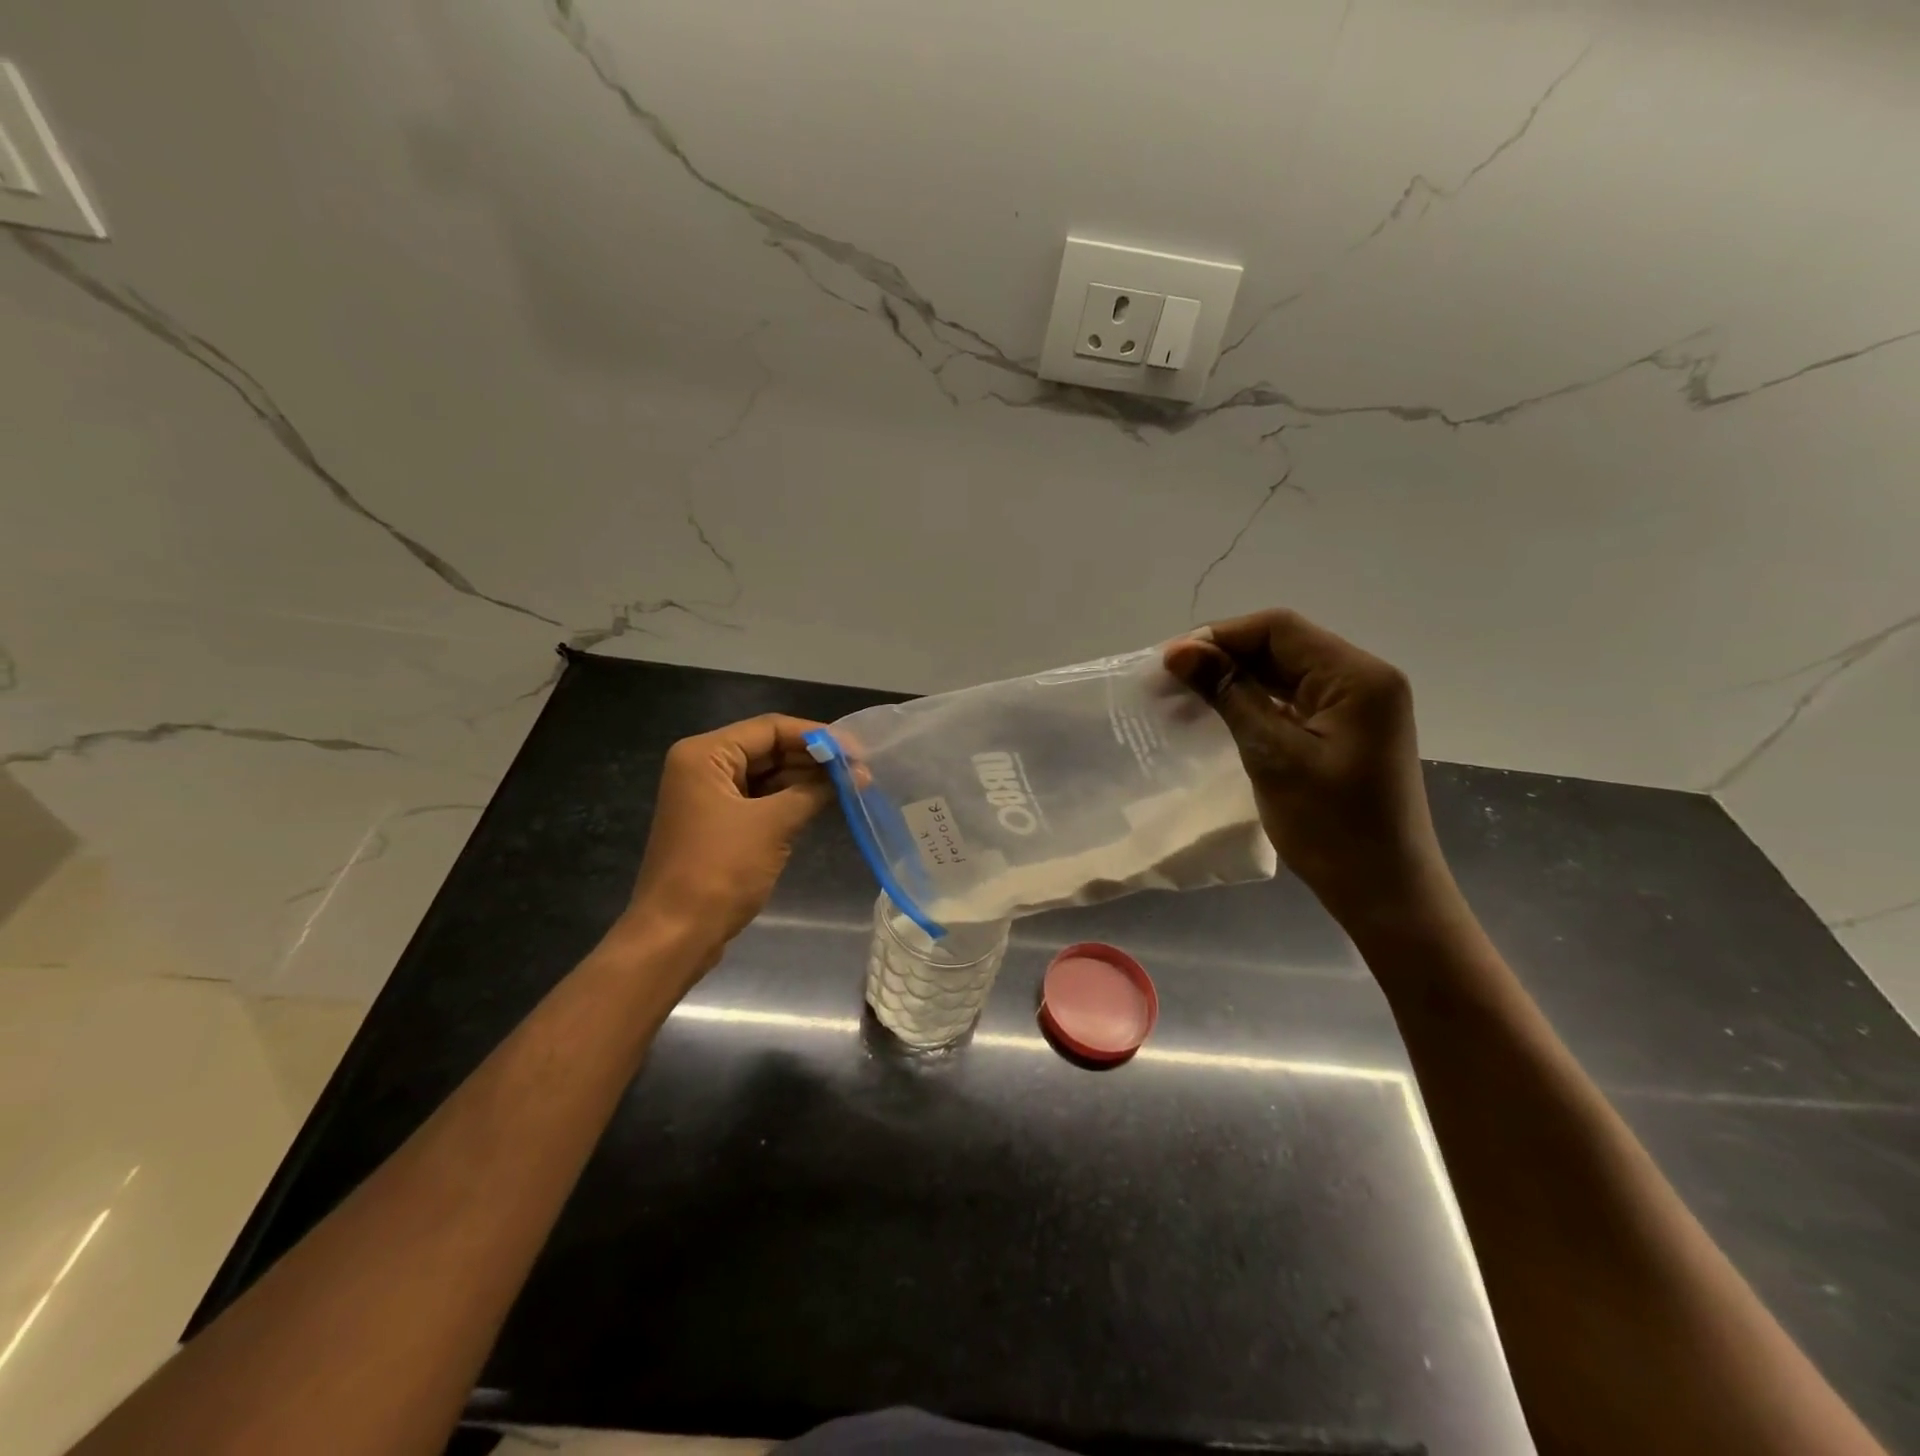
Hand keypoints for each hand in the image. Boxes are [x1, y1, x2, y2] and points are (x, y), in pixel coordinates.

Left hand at [623, 714, 834, 966]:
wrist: (676, 935)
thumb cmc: (720, 870)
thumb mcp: (773, 824)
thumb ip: (816, 791)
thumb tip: (858, 773)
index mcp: (705, 754)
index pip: (770, 728)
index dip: (817, 736)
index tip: (858, 751)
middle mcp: (702, 766)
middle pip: (768, 749)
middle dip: (813, 759)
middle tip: (860, 769)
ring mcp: (709, 797)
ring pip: (766, 775)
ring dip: (806, 780)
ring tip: (851, 785)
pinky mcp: (717, 824)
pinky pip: (760, 800)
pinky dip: (790, 800)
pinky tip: (825, 802)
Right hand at [1165, 609, 1452, 925]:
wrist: (1383, 892)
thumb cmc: (1331, 827)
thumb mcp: (1272, 754)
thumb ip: (1229, 694)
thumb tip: (1180, 650)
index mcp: (1358, 676)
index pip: (1279, 629)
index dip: (1220, 637)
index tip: (1170, 662)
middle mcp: (1363, 679)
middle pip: (1283, 646)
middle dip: (1224, 657)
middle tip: (1169, 681)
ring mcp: (1356, 706)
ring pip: (1284, 672)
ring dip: (1235, 679)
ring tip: (1183, 697)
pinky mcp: (1345, 730)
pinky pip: (1293, 700)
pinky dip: (1254, 702)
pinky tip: (1218, 714)